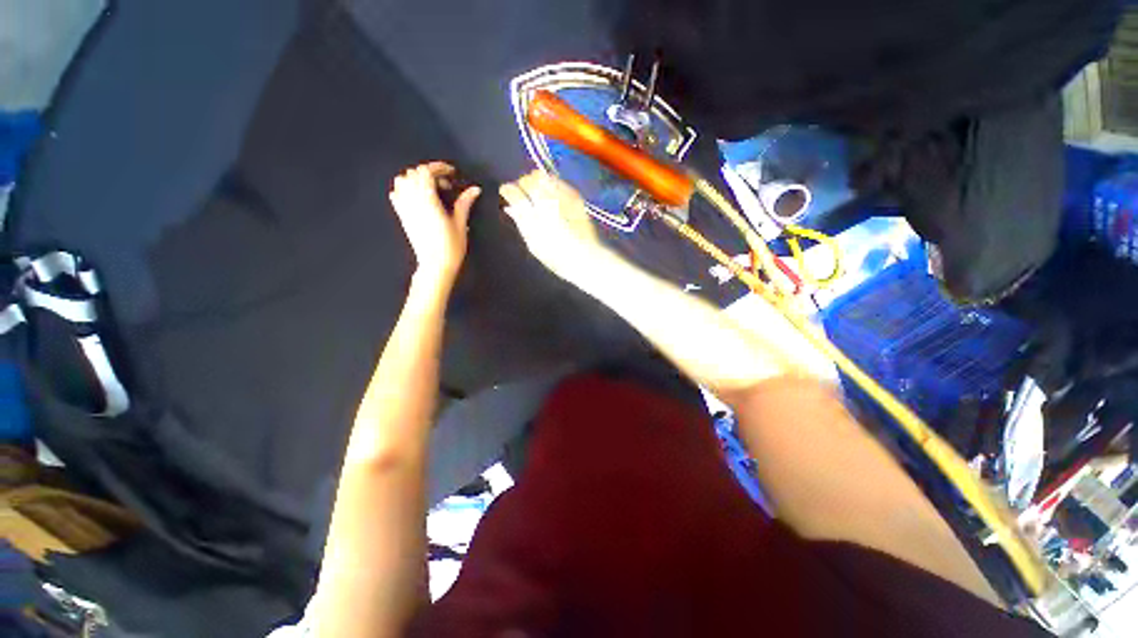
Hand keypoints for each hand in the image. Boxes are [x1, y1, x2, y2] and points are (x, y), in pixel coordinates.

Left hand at [389, 162, 480, 286]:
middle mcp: (412, 200)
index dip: (439, 167)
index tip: (452, 173)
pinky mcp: (402, 215)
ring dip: (416, 179)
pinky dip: (405, 189)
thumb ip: (464, 203)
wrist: (435, 265)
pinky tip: (418, 198)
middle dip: (430, 174)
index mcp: (428, 200)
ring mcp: (404, 207)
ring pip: (402, 181)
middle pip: (414, 173)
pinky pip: (396, 194)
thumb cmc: (451, 246)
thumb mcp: (461, 224)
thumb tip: (475, 189)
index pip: (426, 172)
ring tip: (431, 190)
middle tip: (446, 186)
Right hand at [500, 171, 609, 282]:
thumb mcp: (533, 244)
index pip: (515, 193)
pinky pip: (558, 182)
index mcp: (534, 217)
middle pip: (529, 180)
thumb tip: (511, 207)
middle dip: (522, 183)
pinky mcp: (575, 197)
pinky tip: (552, 195)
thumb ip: (521, 223)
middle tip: (522, 192)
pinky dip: (551, 184)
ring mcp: (563, 198)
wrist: (585, 258)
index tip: (505, 192)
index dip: (508, 190)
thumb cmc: (556, 256)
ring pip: (544, 177)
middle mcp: (548, 203)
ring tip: (536, 192)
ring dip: (536, 181)